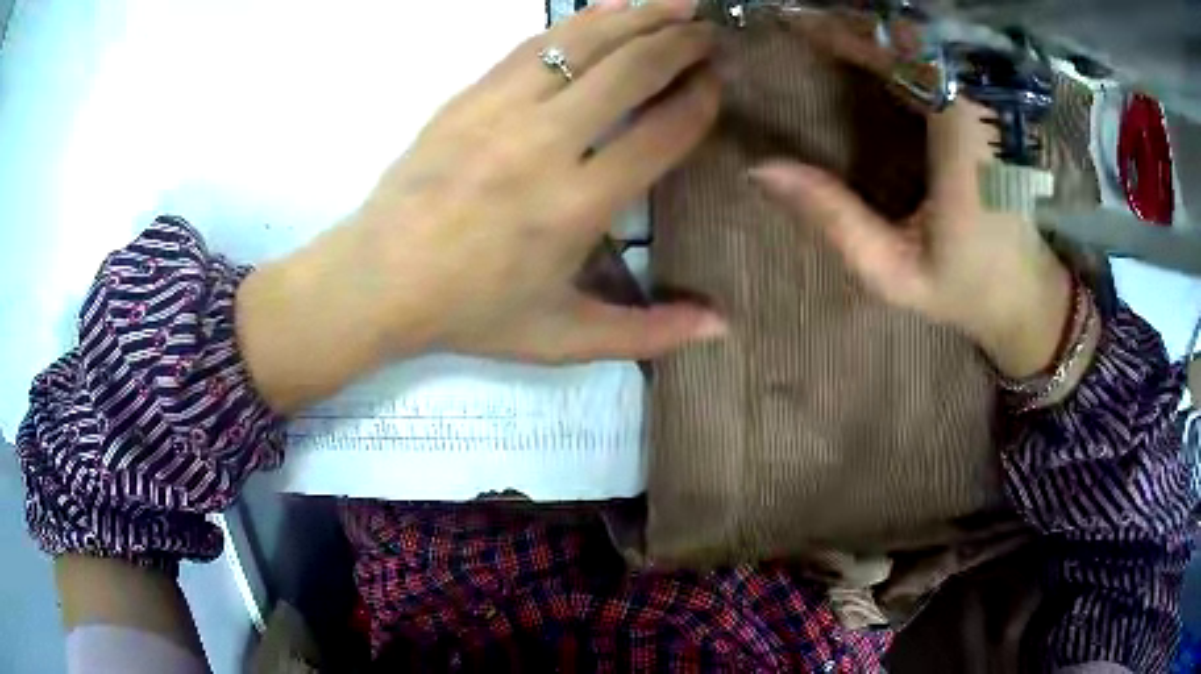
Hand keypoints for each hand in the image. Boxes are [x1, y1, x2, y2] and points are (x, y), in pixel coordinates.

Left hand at [238, 0, 725, 411]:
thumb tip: (721, 326)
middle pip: (630, 70)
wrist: (377, 280)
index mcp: (576, 207)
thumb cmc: (471, 313)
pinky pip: (534, 43)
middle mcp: (544, 145)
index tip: (719, 82)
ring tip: (678, 4)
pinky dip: (581, 21)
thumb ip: (647, 333)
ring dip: (638, 16)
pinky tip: (609, 10)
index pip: (661, 132)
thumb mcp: (563, 338)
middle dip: (681, 43)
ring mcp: (500, 111)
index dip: (699, 100)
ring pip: (583, 42)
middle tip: (711, 31)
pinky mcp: (469, 95)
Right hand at [751, 15, 1070, 378]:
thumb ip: (834, 218)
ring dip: (873, 32)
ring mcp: (987, 104)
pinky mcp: (986, 111)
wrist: (1027, 294)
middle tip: (798, 20)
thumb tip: (761, 170)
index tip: (796, 21)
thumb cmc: (966, 288)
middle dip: (854, 23)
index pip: (901, 52)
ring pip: (927, 43)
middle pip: (912, 36)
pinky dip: (898, 51)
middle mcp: (979, 105)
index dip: (847, 32)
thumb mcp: (894, 270)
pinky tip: (865, 55)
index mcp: (961, 135)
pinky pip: (939, 62)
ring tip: (821, 29)